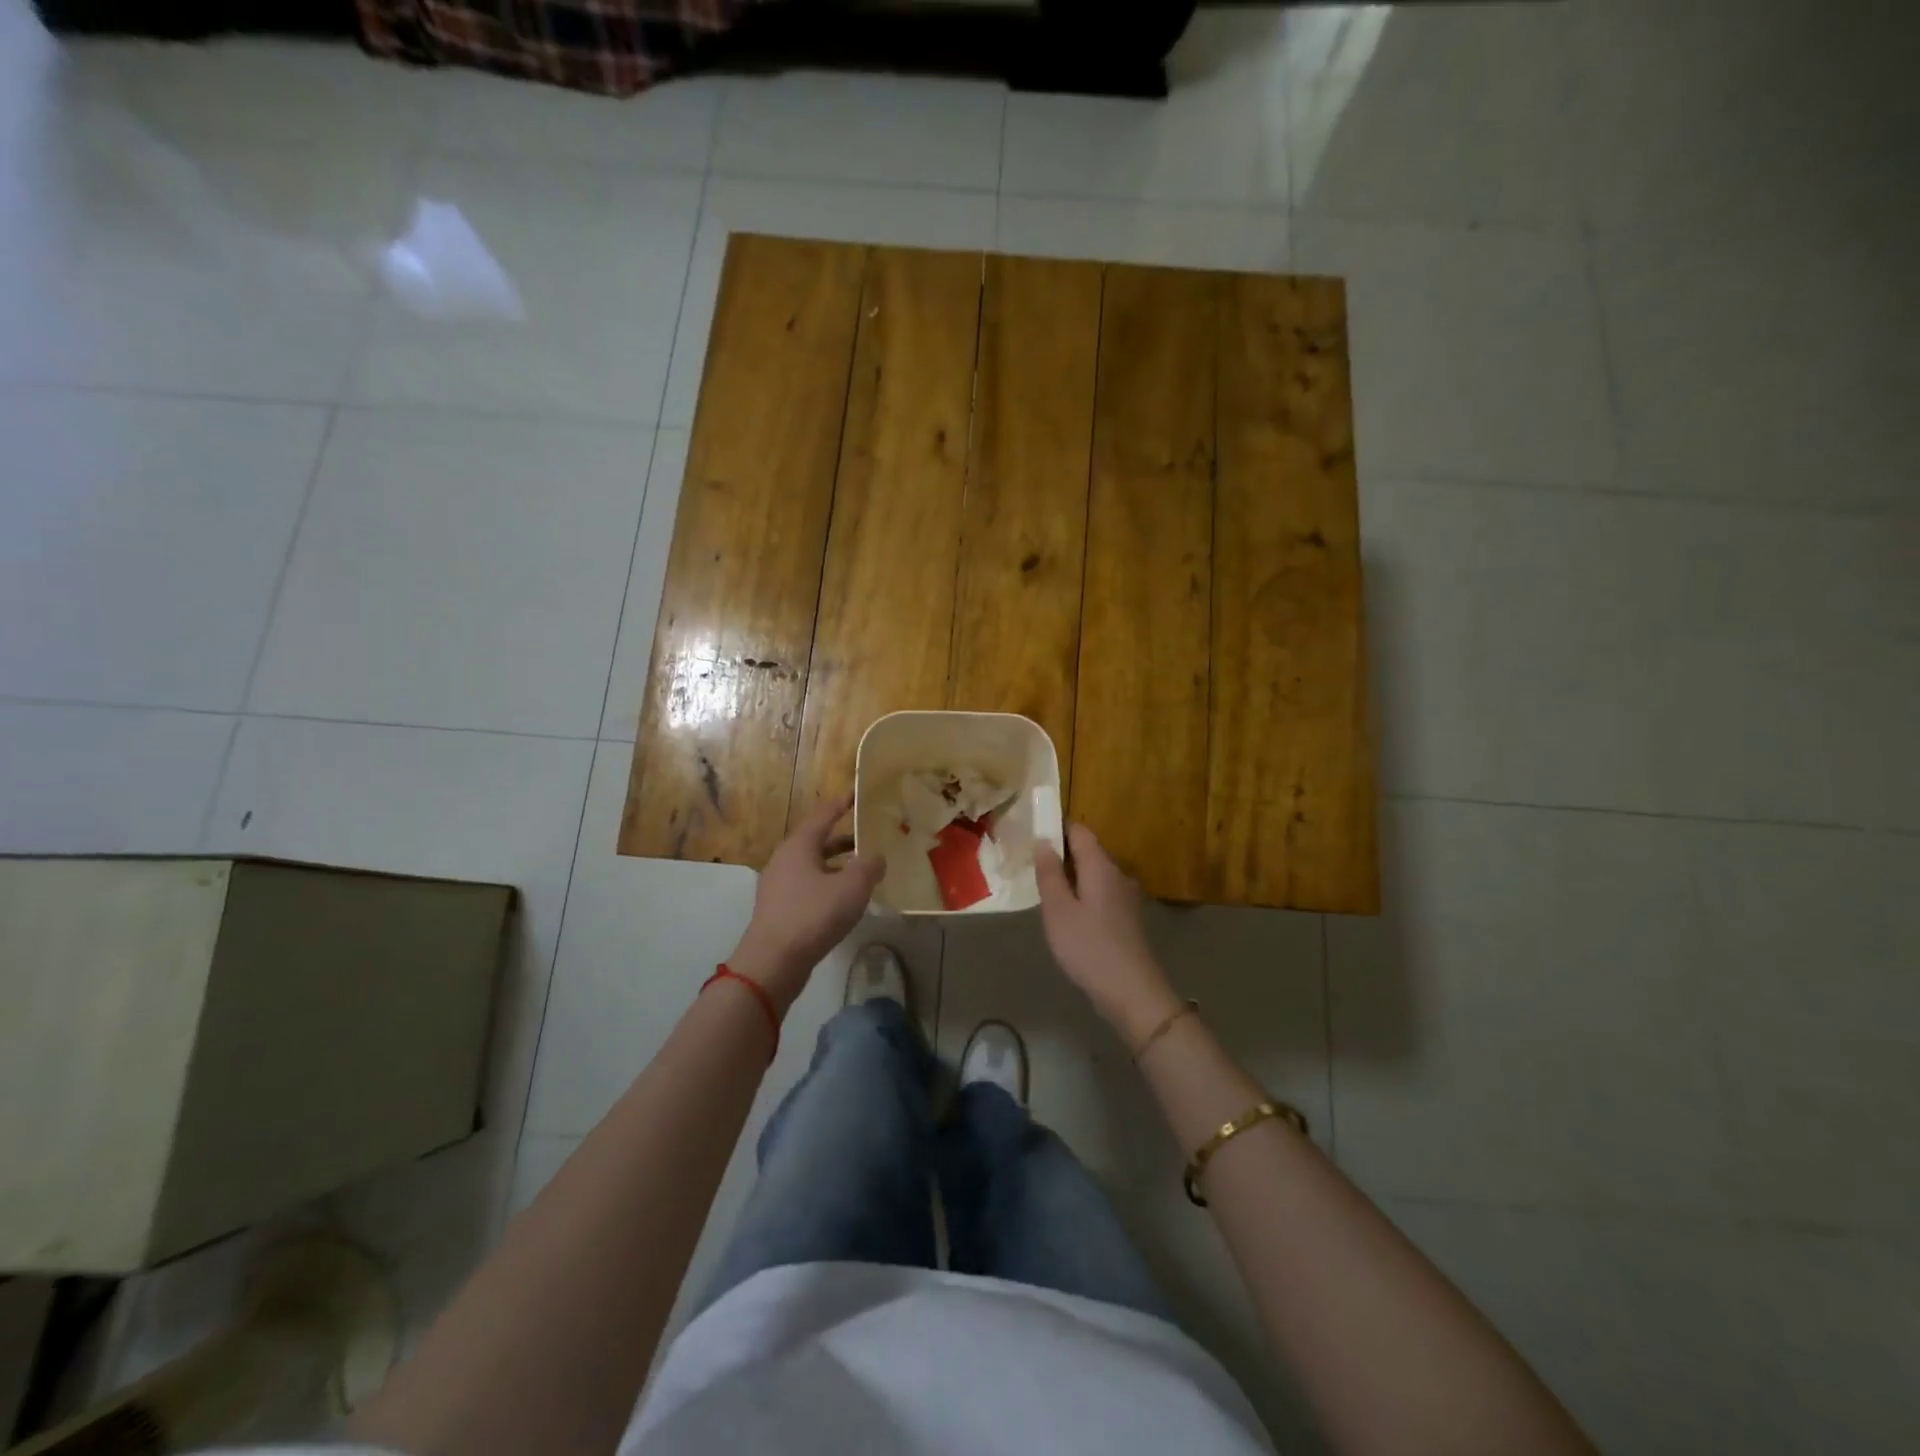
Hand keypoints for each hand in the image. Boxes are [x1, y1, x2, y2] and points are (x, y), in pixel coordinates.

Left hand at [728, 795, 883, 1010]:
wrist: (773, 961)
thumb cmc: (813, 915)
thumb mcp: (852, 887)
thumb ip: (869, 866)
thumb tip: (876, 857)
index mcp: (799, 845)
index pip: (823, 815)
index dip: (841, 804)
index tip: (856, 794)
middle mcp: (785, 860)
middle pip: (817, 841)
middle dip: (843, 839)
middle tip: (868, 837)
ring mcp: (778, 886)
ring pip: (813, 866)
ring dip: (836, 865)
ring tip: (862, 871)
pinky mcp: (778, 909)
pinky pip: (807, 887)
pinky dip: (827, 885)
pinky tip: (843, 900)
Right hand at [1034, 824, 1180, 1045]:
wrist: (1133, 992)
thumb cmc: (1089, 948)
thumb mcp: (1058, 910)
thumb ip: (1049, 874)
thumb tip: (1043, 841)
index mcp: (1100, 866)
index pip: (1079, 831)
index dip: (1056, 828)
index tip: (1032, 836)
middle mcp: (1118, 874)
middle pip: (1088, 852)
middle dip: (1061, 854)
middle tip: (1031, 868)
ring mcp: (1126, 897)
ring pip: (1094, 875)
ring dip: (1071, 878)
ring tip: (1046, 893)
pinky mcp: (1128, 918)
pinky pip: (1101, 894)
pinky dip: (1083, 896)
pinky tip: (1069, 917)